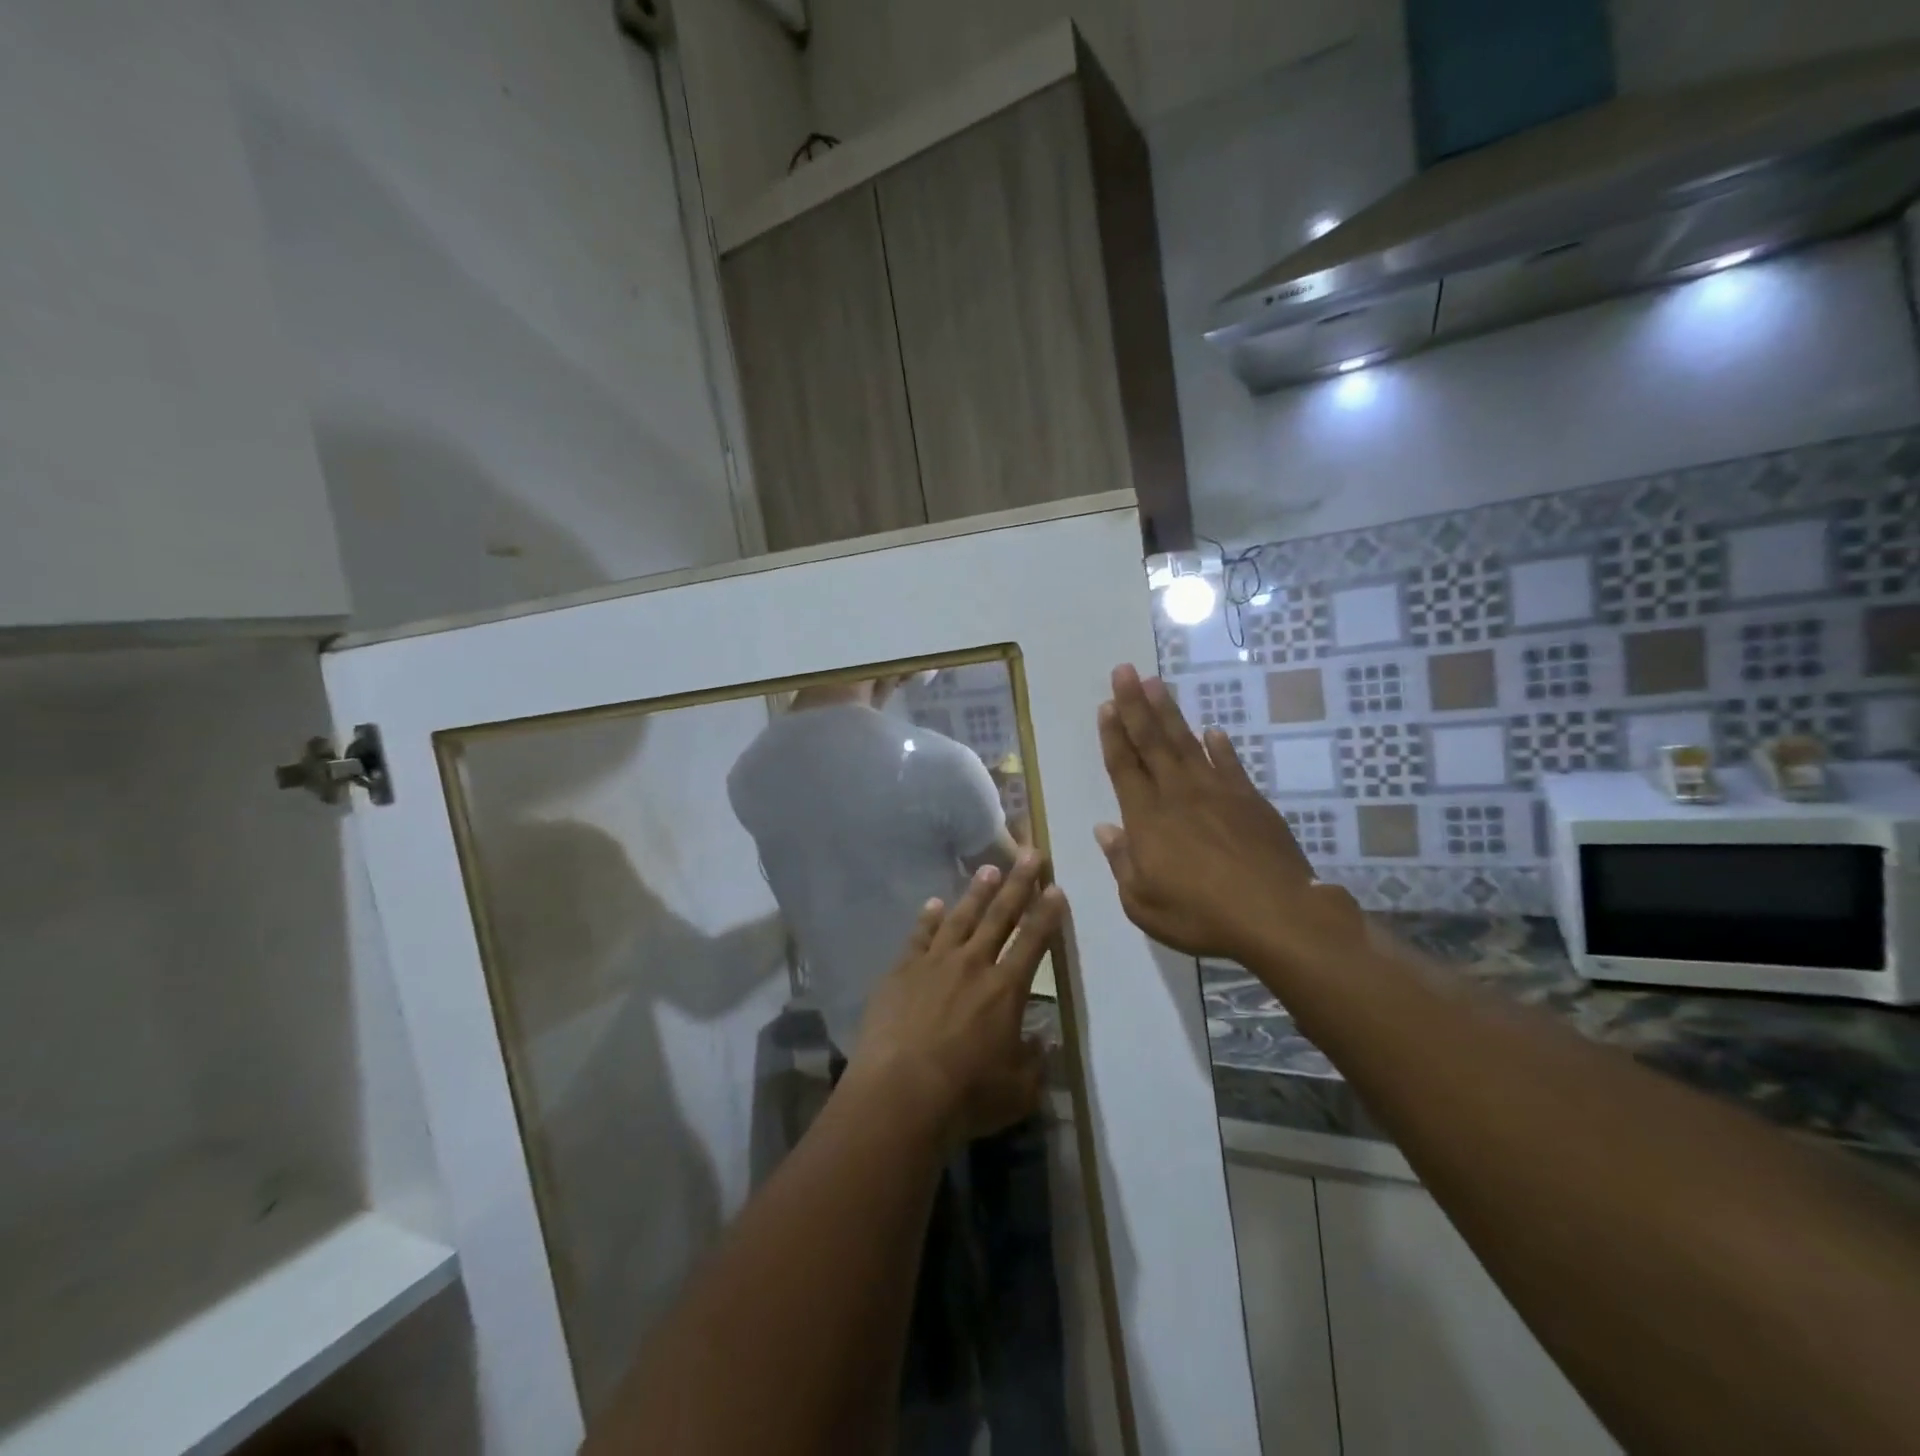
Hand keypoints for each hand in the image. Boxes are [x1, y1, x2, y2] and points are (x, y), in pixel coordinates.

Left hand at [847, 851, 1064, 1145]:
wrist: (900, 1094)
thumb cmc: (966, 1096)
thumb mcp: (1019, 1090)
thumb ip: (1036, 1062)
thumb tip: (1044, 1042)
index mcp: (1006, 989)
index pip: (1034, 941)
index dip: (1047, 913)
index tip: (1056, 888)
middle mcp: (973, 964)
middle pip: (1000, 916)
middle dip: (1019, 884)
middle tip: (1031, 854)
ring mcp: (934, 963)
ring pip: (961, 917)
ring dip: (977, 892)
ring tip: (989, 869)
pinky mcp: (901, 971)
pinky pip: (919, 936)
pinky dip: (928, 918)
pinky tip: (934, 904)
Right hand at [1094, 664, 1361, 964]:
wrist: (1277, 916)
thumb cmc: (1200, 915)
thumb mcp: (1143, 903)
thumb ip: (1121, 862)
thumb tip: (1105, 829)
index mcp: (1147, 818)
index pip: (1124, 766)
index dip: (1113, 734)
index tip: (1106, 703)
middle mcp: (1178, 794)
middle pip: (1152, 741)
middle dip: (1135, 704)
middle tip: (1125, 670)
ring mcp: (1218, 793)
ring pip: (1187, 743)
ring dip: (1169, 712)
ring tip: (1156, 683)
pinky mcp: (1250, 801)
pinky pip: (1230, 764)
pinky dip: (1220, 746)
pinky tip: (1213, 731)